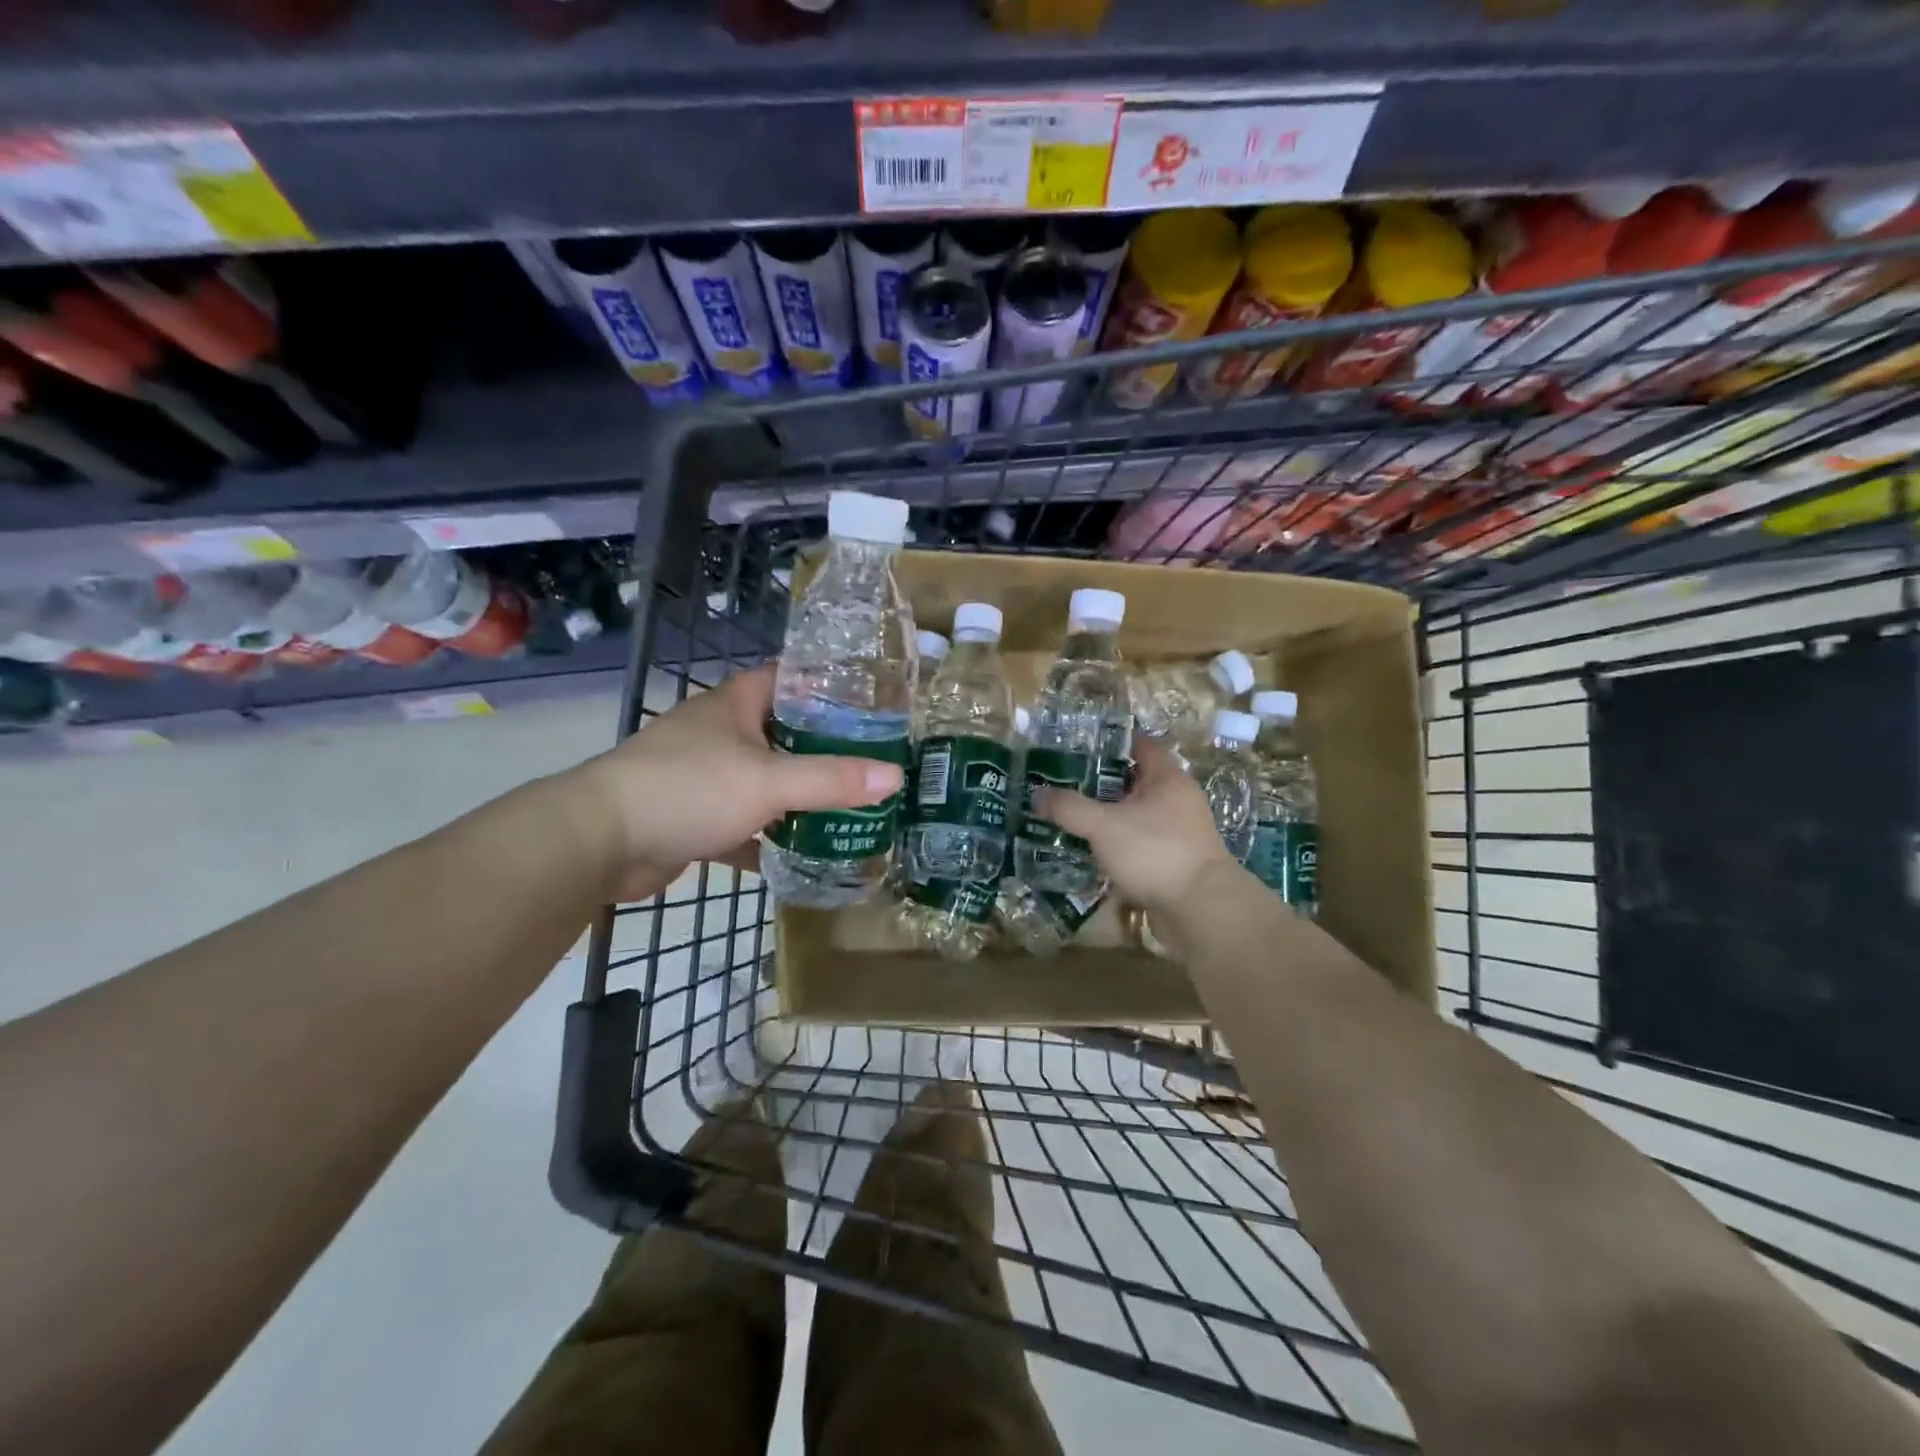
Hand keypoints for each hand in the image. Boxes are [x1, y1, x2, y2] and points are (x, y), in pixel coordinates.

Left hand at [566, 665, 903, 902]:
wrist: (599, 842)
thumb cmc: (687, 789)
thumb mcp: (769, 781)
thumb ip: (831, 779)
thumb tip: (895, 776)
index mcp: (735, 705)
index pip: (789, 678)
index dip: (828, 685)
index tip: (870, 704)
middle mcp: (719, 734)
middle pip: (781, 732)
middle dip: (822, 747)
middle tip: (871, 763)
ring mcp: (703, 776)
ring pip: (762, 780)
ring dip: (796, 795)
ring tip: (848, 807)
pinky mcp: (692, 817)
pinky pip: (742, 823)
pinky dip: (766, 838)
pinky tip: (800, 854)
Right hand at [1033, 737, 1239, 917]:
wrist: (1201, 911)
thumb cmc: (1155, 852)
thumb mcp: (1103, 825)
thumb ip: (1069, 808)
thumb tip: (1037, 793)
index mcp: (1167, 779)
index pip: (1142, 745)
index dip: (1113, 742)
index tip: (1080, 746)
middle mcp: (1178, 801)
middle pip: (1136, 782)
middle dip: (1103, 784)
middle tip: (1065, 784)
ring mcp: (1179, 834)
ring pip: (1137, 817)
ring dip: (1109, 818)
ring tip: (1072, 819)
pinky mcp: (1174, 863)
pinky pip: (1140, 845)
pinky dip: (1118, 846)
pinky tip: (1092, 853)